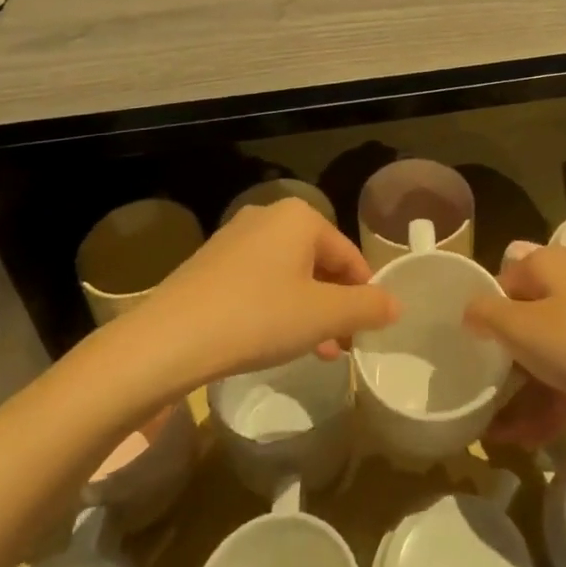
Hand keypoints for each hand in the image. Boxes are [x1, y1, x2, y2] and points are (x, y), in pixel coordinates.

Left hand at [136, 198, 398, 387]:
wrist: (169, 339)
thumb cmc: (258, 318)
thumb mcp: (322, 316)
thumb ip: (366, 307)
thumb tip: (396, 304)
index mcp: (300, 217)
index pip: (349, 256)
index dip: (364, 295)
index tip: (366, 333)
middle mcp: (268, 215)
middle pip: (319, 261)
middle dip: (334, 304)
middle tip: (340, 347)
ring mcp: (235, 236)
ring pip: (289, 273)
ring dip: (307, 310)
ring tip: (312, 351)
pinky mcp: (211, 261)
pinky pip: (259, 279)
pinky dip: (275, 306)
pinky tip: (271, 340)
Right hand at [464, 245, 565, 439]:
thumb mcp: (522, 328)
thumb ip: (487, 315)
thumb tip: (470, 309)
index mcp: (547, 263)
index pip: (502, 280)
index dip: (483, 314)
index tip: (466, 350)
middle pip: (525, 316)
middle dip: (502, 361)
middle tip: (480, 393)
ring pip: (548, 349)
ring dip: (522, 390)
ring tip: (497, 434)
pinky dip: (550, 398)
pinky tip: (527, 438)